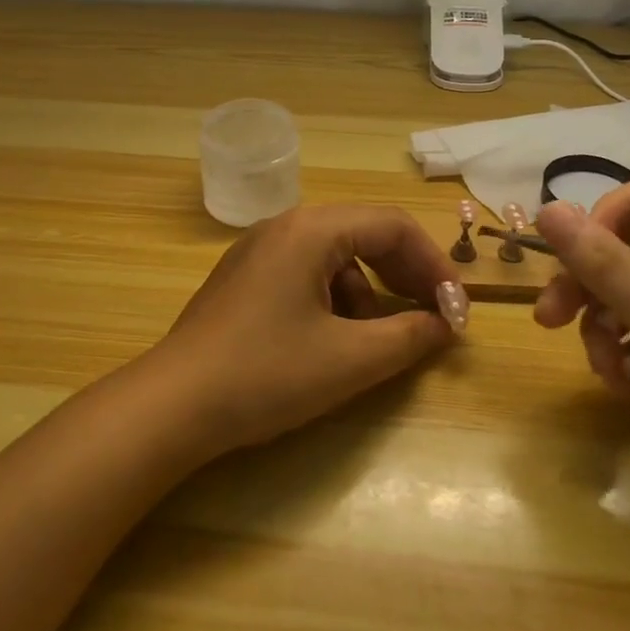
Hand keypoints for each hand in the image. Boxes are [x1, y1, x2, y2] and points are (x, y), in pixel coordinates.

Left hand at [146, 206, 467, 453]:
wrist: (173, 404)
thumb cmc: (266, 374)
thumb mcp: (349, 360)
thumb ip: (408, 337)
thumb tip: (444, 324)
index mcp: (312, 229)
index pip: (392, 226)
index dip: (433, 265)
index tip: (456, 310)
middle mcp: (285, 226)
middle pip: (364, 235)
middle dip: (404, 276)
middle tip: (433, 319)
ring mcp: (259, 250)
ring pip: (335, 257)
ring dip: (368, 294)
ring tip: (376, 342)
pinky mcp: (245, 277)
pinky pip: (306, 273)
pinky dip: (334, 300)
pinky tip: (332, 342)